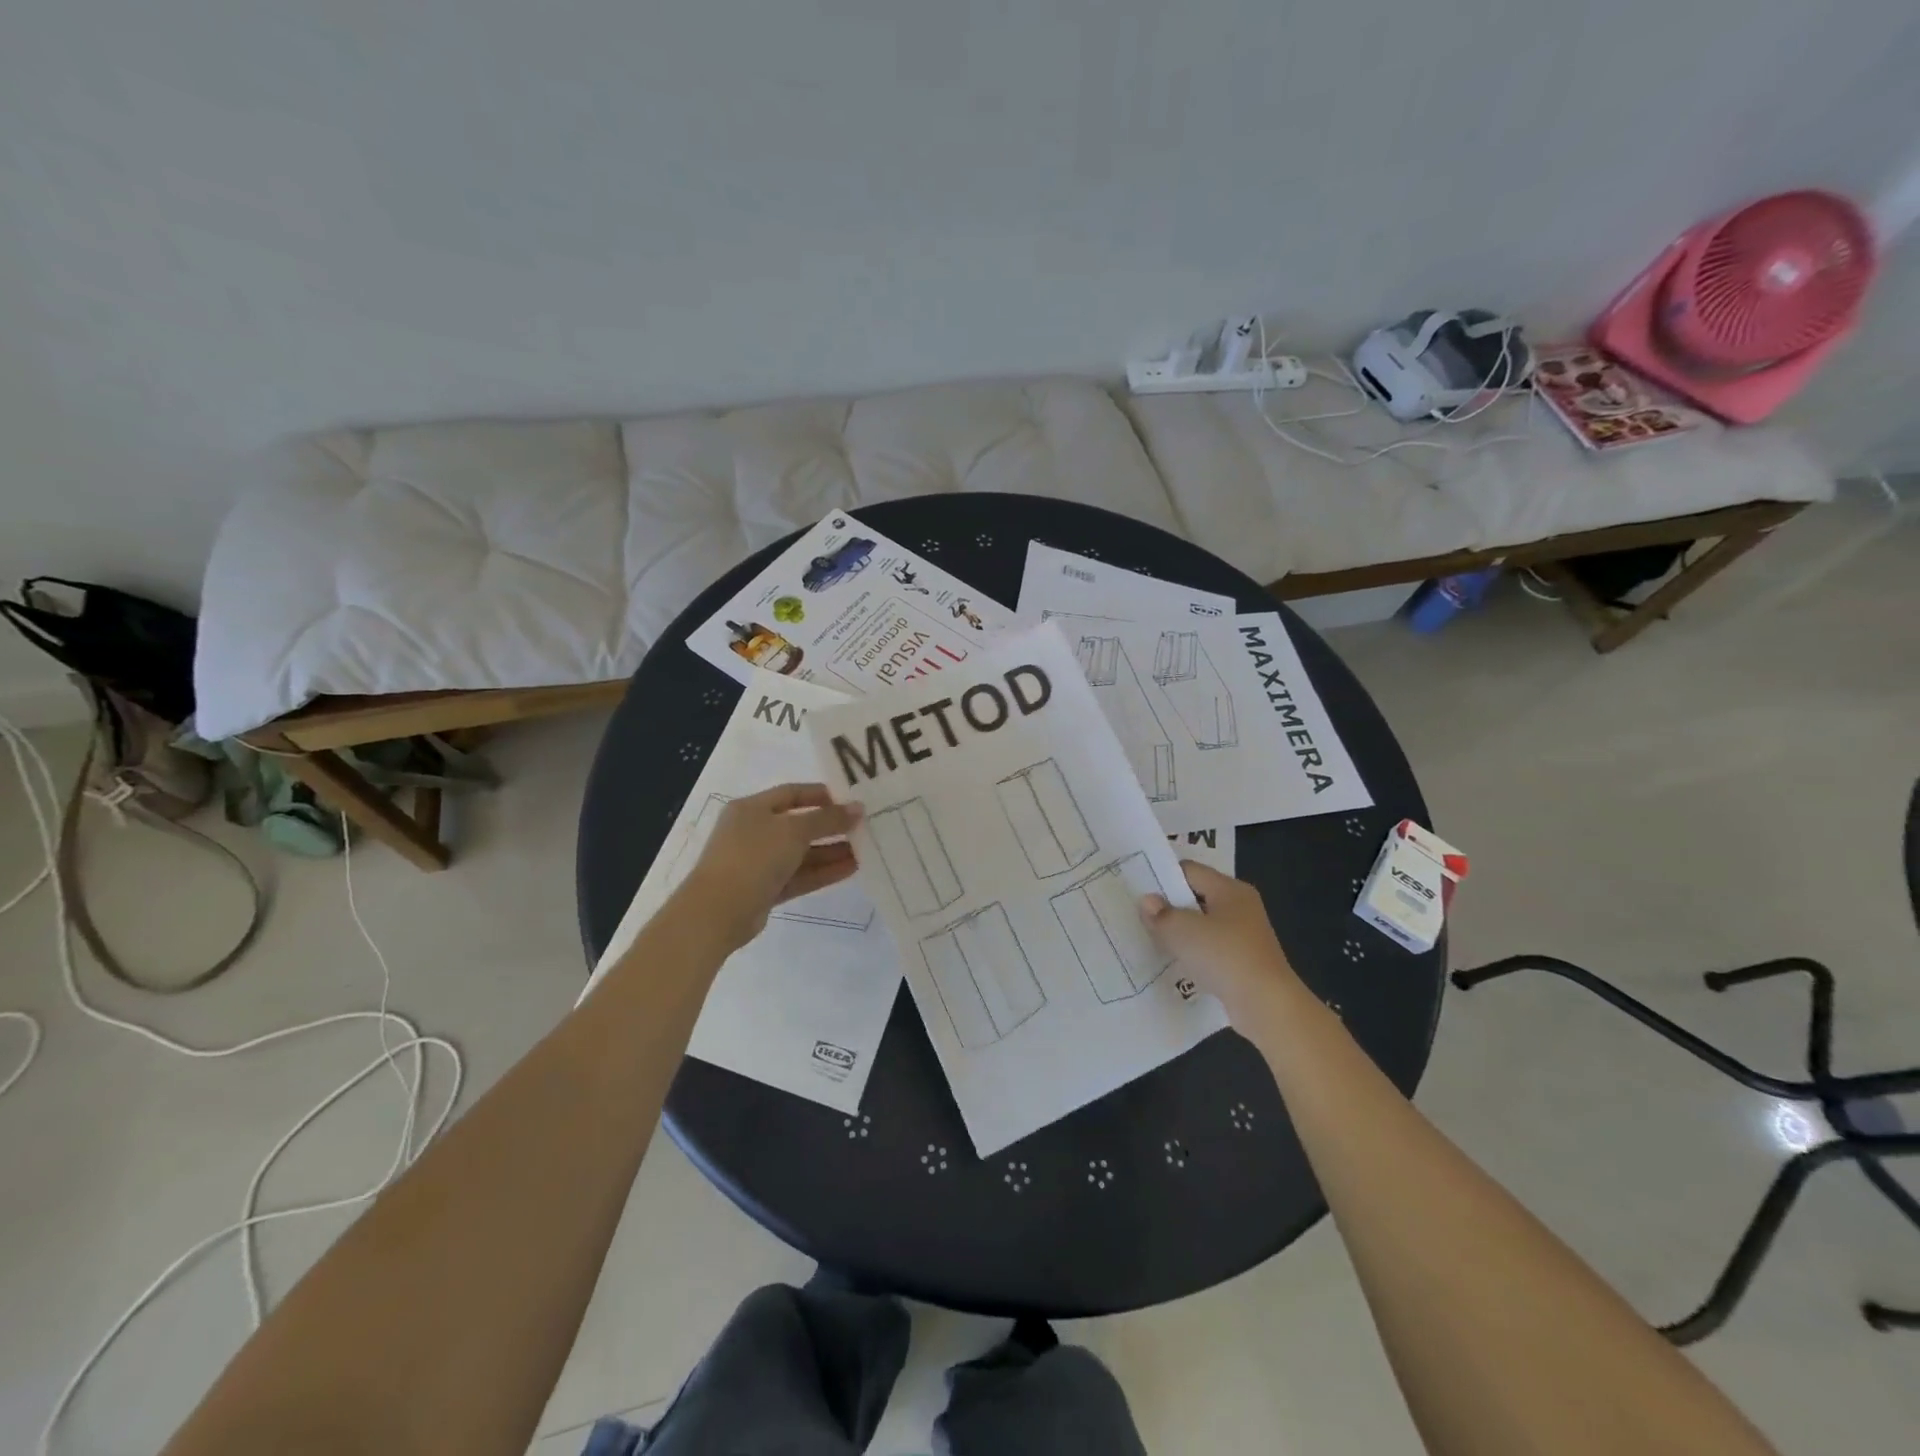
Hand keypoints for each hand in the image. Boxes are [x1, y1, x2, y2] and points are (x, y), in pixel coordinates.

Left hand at [672, 784, 863, 951]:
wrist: (717, 912)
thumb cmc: (753, 857)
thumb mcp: (793, 830)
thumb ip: (827, 819)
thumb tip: (857, 808)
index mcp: (752, 808)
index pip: (792, 793)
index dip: (822, 795)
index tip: (851, 801)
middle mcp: (754, 832)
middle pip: (799, 824)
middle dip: (831, 827)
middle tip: (864, 828)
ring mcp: (759, 863)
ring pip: (802, 853)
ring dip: (832, 851)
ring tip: (865, 850)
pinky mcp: (766, 889)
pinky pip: (800, 876)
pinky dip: (823, 872)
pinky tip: (851, 869)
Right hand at [1139, 861, 1300, 1025]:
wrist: (1267, 1006)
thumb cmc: (1225, 956)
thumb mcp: (1183, 931)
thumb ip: (1161, 914)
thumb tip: (1147, 901)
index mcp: (1230, 890)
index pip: (1190, 870)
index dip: (1162, 876)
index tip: (1137, 889)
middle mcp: (1240, 907)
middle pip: (1196, 897)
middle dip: (1169, 906)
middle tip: (1138, 914)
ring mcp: (1244, 936)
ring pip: (1202, 925)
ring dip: (1180, 932)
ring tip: (1150, 939)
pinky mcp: (1244, 962)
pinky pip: (1210, 949)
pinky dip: (1193, 953)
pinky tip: (1173, 963)